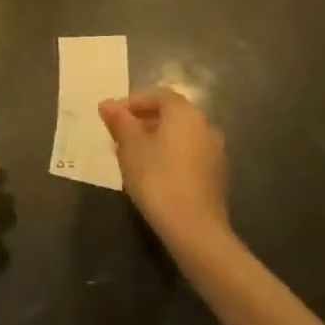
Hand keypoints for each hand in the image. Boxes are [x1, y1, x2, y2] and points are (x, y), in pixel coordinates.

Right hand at [99, 89, 229, 251]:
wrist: (194, 229)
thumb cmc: (157, 178)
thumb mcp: (130, 146)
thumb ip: (120, 121)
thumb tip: (107, 105)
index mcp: (185, 112)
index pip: (157, 96)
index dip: (132, 103)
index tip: (111, 117)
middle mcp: (205, 126)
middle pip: (170, 115)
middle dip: (143, 122)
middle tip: (119, 137)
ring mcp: (215, 153)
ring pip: (180, 138)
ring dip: (157, 141)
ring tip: (133, 158)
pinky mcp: (217, 178)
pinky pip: (189, 157)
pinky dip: (171, 158)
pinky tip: (154, 175)